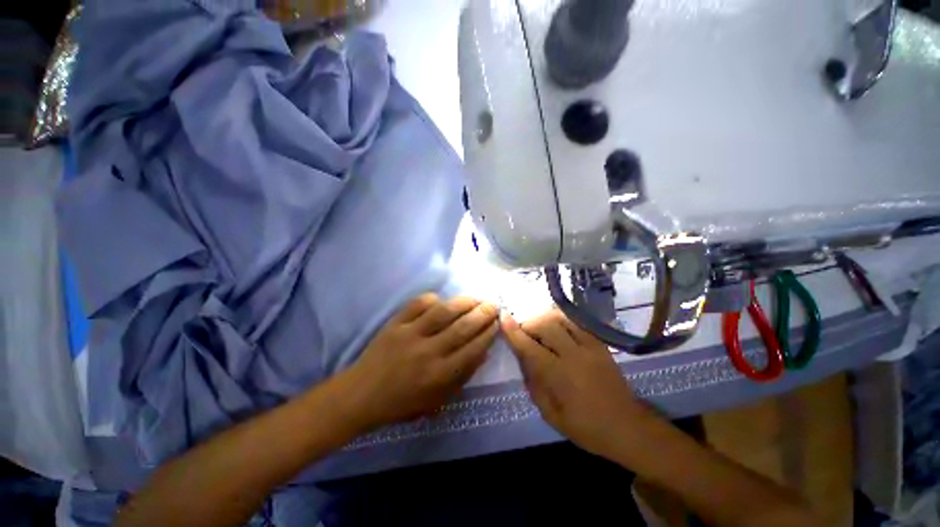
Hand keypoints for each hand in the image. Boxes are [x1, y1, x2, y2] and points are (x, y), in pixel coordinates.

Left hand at [345, 294, 498, 429]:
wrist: (361, 395)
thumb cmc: (402, 403)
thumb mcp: (437, 401)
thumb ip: (462, 377)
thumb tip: (484, 352)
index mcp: (439, 375)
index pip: (473, 349)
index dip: (488, 333)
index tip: (497, 322)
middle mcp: (428, 352)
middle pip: (462, 327)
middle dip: (482, 314)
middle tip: (493, 304)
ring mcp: (410, 334)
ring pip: (443, 312)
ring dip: (463, 302)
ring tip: (475, 298)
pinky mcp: (395, 324)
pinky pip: (418, 305)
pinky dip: (432, 299)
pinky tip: (441, 300)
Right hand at [502, 310, 651, 457]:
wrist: (629, 428)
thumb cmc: (587, 428)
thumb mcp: (552, 415)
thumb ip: (534, 385)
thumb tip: (523, 359)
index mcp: (560, 376)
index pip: (530, 347)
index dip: (514, 332)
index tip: (503, 317)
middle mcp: (574, 356)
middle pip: (546, 325)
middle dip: (529, 324)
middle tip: (525, 333)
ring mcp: (590, 347)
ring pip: (562, 319)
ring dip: (545, 319)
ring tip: (540, 329)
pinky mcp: (601, 344)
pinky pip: (577, 323)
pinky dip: (562, 320)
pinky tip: (558, 329)